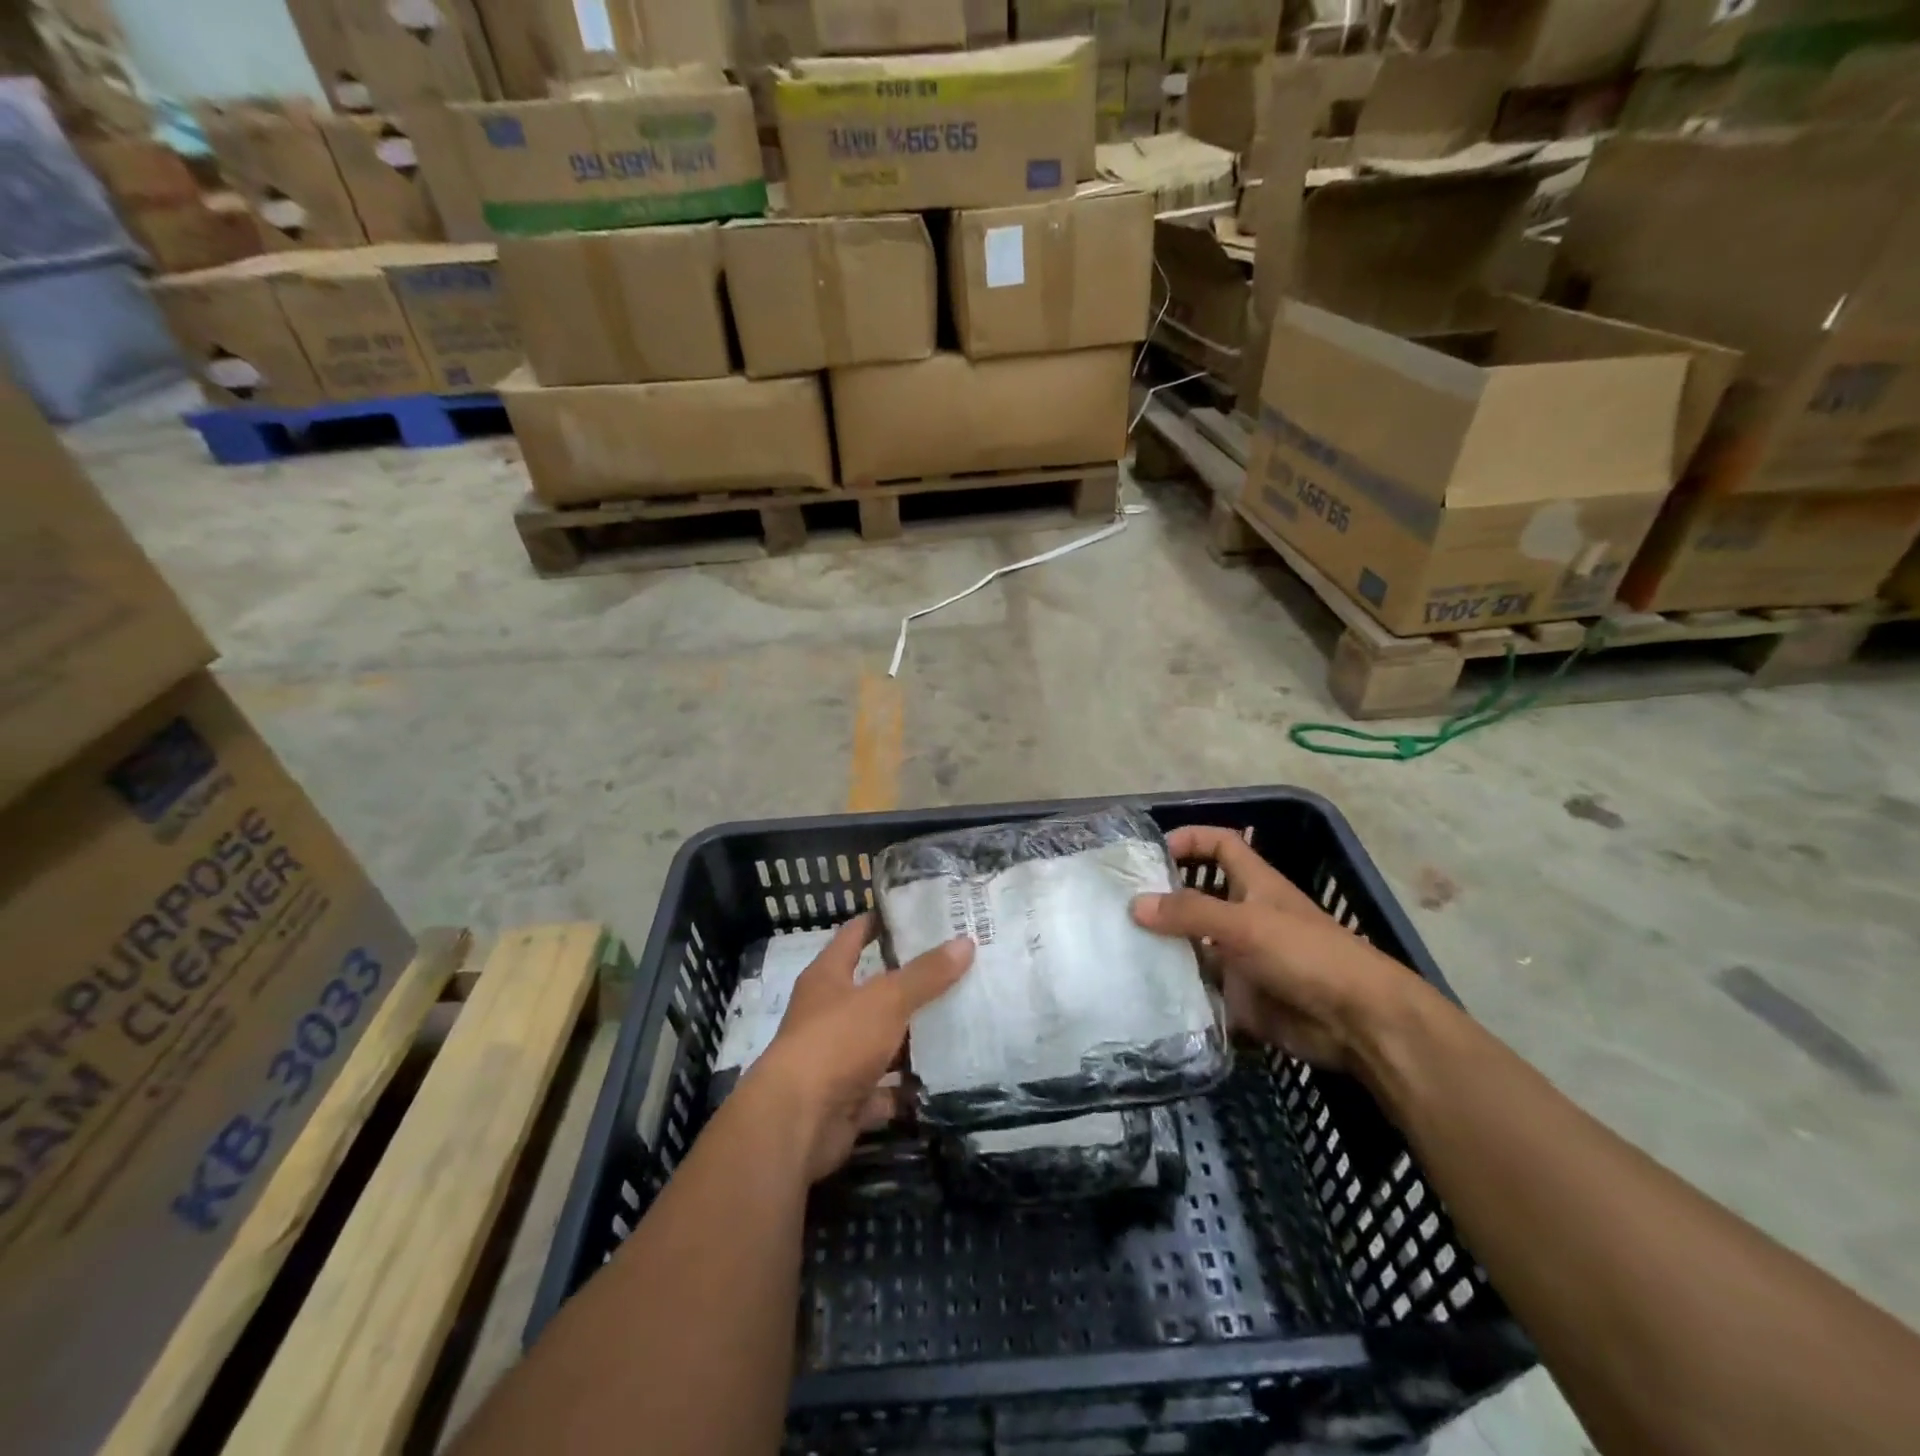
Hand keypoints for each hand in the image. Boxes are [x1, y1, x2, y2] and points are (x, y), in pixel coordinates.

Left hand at [748, 914, 972, 1182]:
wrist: (796, 1122)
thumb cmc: (836, 1041)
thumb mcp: (887, 999)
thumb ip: (925, 974)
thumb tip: (965, 942)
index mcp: (827, 977)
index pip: (854, 936)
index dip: (880, 922)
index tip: (915, 913)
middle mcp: (828, 1014)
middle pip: (873, 991)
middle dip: (910, 984)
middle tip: (956, 969)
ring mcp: (836, 1059)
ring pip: (881, 1042)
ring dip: (912, 1039)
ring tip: (960, 1022)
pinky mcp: (846, 1100)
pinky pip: (885, 1090)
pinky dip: (907, 1089)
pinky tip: (943, 1080)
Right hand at [1131, 825, 1409, 1070]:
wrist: (1356, 1022)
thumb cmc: (1306, 954)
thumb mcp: (1245, 924)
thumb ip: (1191, 912)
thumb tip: (1136, 905)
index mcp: (1254, 884)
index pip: (1220, 845)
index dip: (1190, 839)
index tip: (1151, 852)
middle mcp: (1245, 916)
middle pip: (1197, 897)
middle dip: (1163, 898)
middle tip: (1117, 906)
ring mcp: (1241, 957)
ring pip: (1193, 944)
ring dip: (1163, 946)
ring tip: (1119, 947)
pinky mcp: (1240, 996)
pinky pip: (1199, 987)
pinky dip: (1176, 988)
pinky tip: (1143, 989)